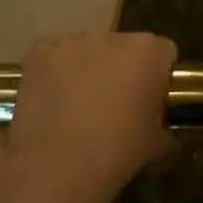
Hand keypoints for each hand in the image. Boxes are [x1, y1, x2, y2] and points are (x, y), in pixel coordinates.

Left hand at [8, 32, 175, 200]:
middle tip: (111, 106)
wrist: (59, 167)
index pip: (162, 53)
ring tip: (75, 108)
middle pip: (122, 48)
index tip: (148, 99)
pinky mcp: (41, 52)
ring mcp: (74, 41)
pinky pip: (52, 56)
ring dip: (85, 70)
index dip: (157, 76)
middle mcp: (114, 36)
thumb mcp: (156, 142)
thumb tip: (160, 125)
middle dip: (118, 70)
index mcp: (150, 51)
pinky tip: (50, 102)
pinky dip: (52, 73)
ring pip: (85, 50)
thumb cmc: (117, 152)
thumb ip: (162, 122)